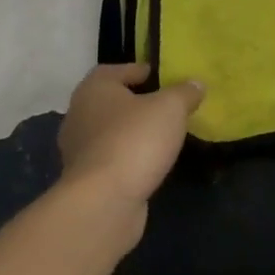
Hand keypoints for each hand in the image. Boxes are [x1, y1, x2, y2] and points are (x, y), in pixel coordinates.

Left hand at [58, 64, 204, 210]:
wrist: (103, 203)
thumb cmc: (135, 140)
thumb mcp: (171, 107)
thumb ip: (184, 92)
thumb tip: (196, 84)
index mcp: (94, 89)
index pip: (114, 70)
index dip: (138, 71)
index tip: (160, 77)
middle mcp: (79, 115)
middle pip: (110, 102)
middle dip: (136, 103)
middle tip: (164, 106)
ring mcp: (78, 151)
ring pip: (109, 132)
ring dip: (131, 133)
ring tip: (161, 136)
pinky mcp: (84, 181)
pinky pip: (110, 159)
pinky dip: (127, 158)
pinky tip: (149, 163)